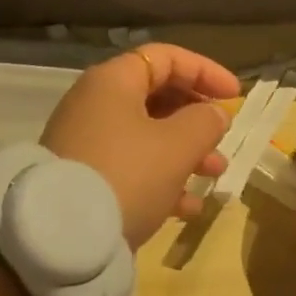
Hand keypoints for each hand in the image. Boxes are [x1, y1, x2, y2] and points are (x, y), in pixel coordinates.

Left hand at [39, 44, 240, 247]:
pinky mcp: (83, 176)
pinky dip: (161, 178)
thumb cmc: (127, 175)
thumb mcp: (176, 146)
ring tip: (216, 174)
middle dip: (196, 116)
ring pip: (146, 134)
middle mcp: (96, 103)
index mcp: (114, 81)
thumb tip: (214, 114)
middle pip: (156, 95)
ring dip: (185, 150)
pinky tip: (188, 207)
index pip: (166, 57)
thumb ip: (204, 122)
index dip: (205, 71)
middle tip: (223, 136)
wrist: (60, 237)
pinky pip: (130, 165)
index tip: (235, 96)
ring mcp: (86, 140)